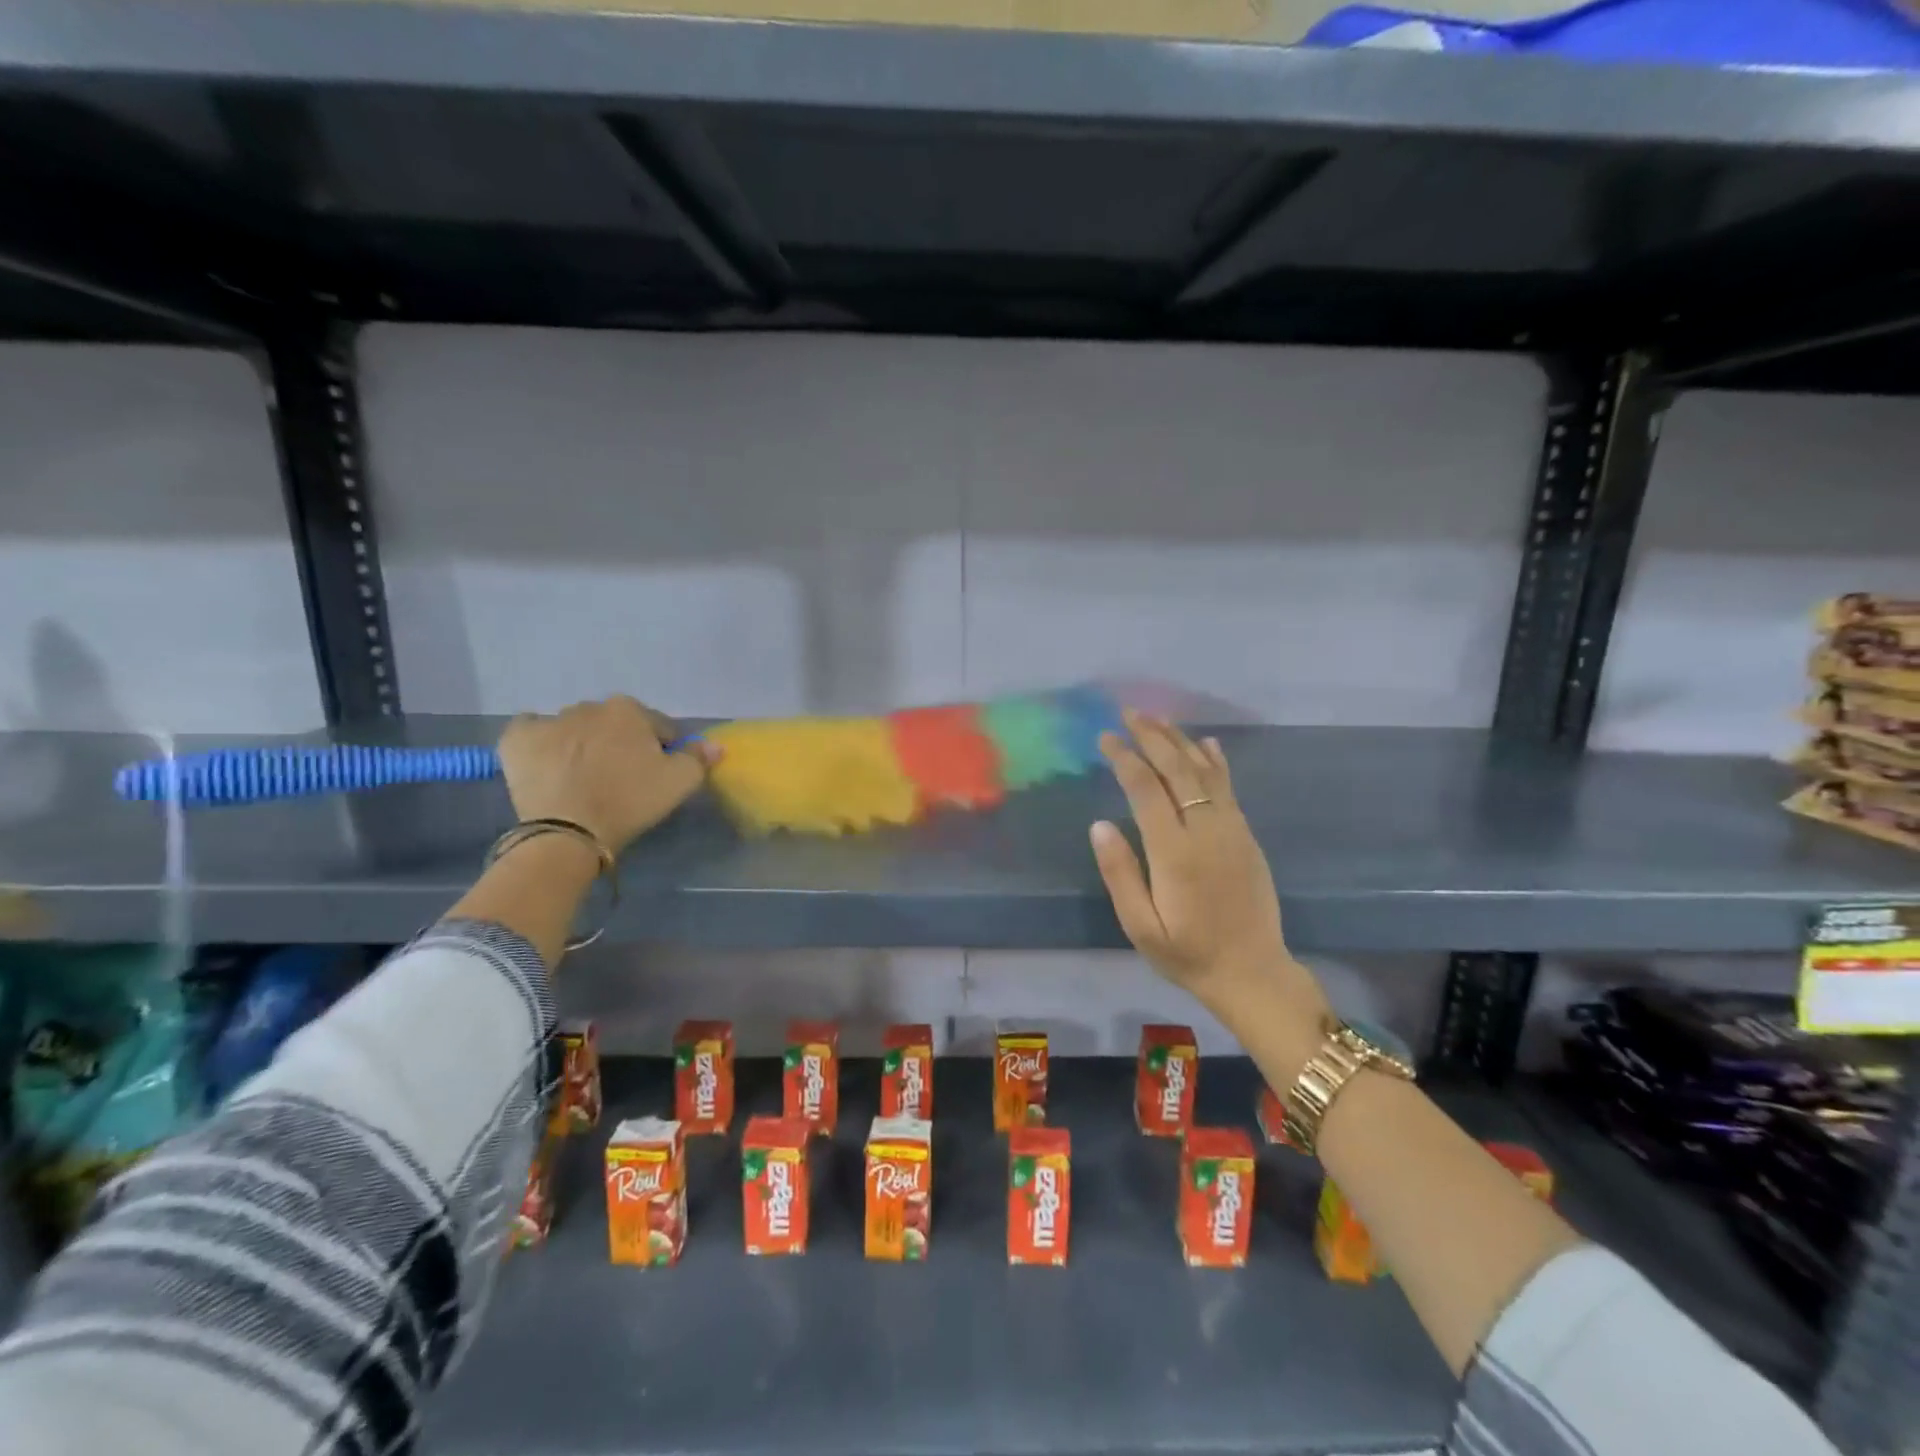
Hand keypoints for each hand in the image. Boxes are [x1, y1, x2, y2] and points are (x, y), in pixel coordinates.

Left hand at [498, 696, 717, 853]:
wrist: (568, 830)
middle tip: (621, 779)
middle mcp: (589, 706)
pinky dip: (542, 743)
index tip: (657, 775)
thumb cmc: (630, 801)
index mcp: (630, 710)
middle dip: (620, 744)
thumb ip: (699, 758)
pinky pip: (533, 732)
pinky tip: (549, 764)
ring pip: (575, 729)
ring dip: (583, 744)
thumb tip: (715, 745)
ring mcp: (549, 720)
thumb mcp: (679, 782)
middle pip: (615, 725)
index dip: (662, 751)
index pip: (658, 727)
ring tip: (583, 778)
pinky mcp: (517, 739)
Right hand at [1090, 710, 1327, 1031]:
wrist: (1251, 972)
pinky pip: (1229, 787)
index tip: (1106, 738)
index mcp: (1174, 852)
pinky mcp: (1246, 836)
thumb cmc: (1187, 953)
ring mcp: (1231, 830)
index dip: (1125, 758)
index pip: (1146, 789)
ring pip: (1205, 772)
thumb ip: (1120, 874)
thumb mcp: (1141, 926)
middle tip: (1130, 714)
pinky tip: (1206, 743)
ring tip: (1158, 719)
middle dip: (1152, 737)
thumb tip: (1100, 824)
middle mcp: (1205, 831)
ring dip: (1180, 741)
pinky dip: (1215, 761)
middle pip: (1177, 770)